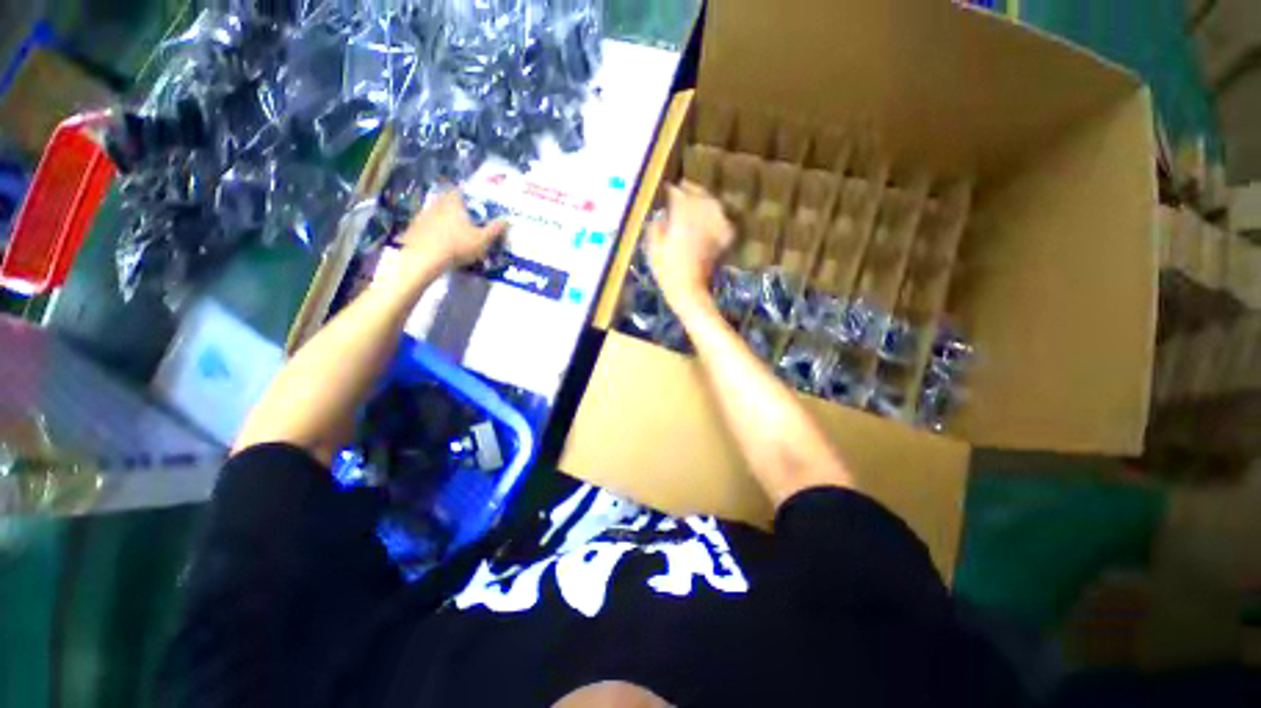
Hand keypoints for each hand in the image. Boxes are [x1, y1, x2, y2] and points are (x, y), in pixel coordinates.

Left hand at [399, 189, 507, 269]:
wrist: (423, 258)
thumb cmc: (457, 245)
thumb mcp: (483, 240)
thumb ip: (495, 230)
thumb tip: (507, 220)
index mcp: (453, 203)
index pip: (460, 191)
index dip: (468, 196)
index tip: (474, 205)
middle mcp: (436, 204)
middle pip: (447, 202)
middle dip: (456, 209)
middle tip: (466, 221)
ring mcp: (422, 216)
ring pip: (436, 213)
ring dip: (444, 221)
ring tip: (453, 234)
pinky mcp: (413, 228)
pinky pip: (427, 226)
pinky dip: (434, 232)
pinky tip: (439, 243)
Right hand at [645, 182, 734, 306]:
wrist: (689, 289)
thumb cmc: (667, 270)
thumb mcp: (653, 247)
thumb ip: (656, 226)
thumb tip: (660, 216)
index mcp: (682, 214)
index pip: (676, 193)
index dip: (669, 191)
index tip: (664, 191)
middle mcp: (701, 213)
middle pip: (697, 193)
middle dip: (688, 190)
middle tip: (681, 190)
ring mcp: (715, 224)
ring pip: (711, 203)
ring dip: (703, 200)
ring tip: (695, 202)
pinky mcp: (724, 236)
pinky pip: (721, 219)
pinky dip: (715, 216)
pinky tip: (710, 219)